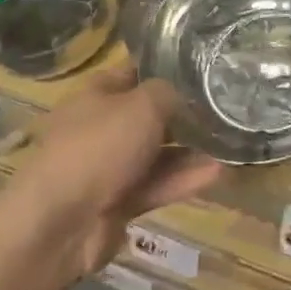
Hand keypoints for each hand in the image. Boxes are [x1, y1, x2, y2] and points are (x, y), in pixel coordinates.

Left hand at [3, 64, 221, 280]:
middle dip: (184, 113)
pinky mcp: (119, 202)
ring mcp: (109, 167)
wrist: (59, 224)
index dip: (167, 67)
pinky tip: (219, 173)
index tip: (204, 65)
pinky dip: (184, 179)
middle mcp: (101, 127)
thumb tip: (187, 95)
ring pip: (157, 153)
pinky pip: (157, 184)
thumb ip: (170, 94)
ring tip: (231, 143)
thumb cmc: (98, 147)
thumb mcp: (142, 105)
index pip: (135, 72)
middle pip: (148, 115)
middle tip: (225, 106)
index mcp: (96, 95)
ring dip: (191, 150)